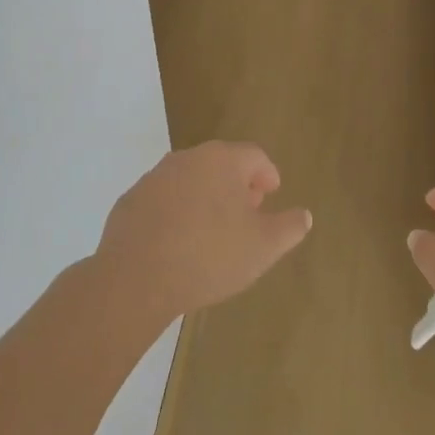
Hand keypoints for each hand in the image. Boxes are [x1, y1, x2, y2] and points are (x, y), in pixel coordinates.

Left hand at [94, 141, 312, 326]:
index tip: (272, 195)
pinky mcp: (130, 200)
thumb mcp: (264, 247)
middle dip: (237, 185)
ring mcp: (154, 177)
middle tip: (247, 212)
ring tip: (213, 230)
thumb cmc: (210, 256)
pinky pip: (163, 200)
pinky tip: (178, 242)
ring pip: (190, 180)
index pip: (255, 156)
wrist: (135, 278)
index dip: (268, 174)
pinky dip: (176, 212)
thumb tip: (304, 215)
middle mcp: (187, 159)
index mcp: (222, 161)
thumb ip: (290, 227)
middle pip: (221, 163)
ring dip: (205, 197)